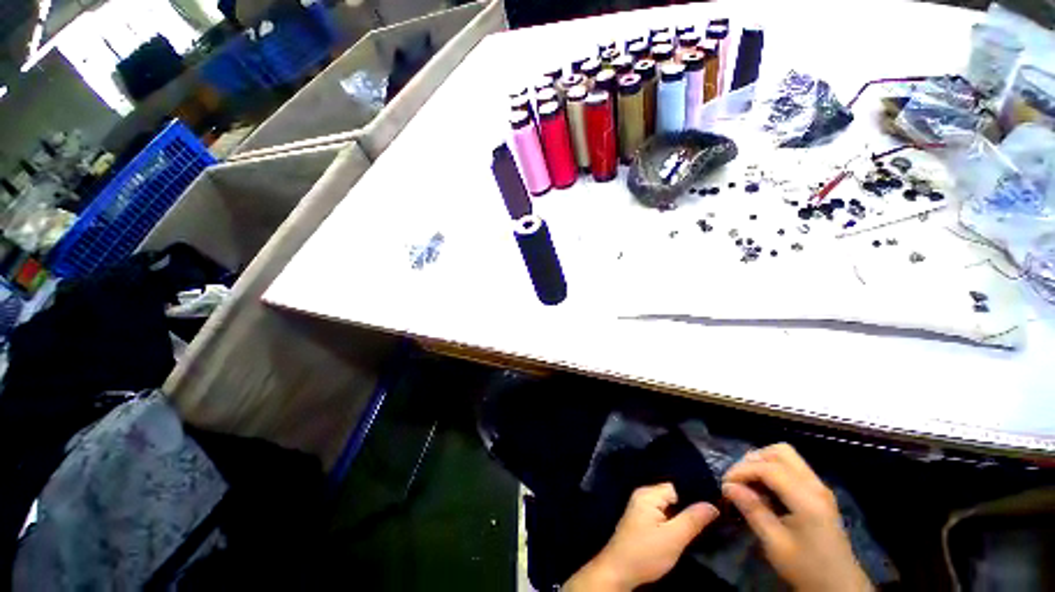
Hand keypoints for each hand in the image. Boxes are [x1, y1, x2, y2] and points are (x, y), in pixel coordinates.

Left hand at [565, 483, 718, 590]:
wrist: (619, 572)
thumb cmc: (645, 553)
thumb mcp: (673, 538)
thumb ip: (692, 519)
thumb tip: (713, 505)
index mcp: (648, 494)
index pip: (676, 486)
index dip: (695, 494)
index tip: (715, 502)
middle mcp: (644, 496)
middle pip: (673, 495)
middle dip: (691, 505)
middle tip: (714, 515)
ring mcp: (642, 509)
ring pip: (669, 507)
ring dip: (684, 515)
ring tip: (706, 521)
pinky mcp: (643, 522)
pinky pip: (664, 515)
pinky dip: (675, 521)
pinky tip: (688, 529)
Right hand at [723, 443, 872, 591]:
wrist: (840, 587)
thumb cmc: (806, 567)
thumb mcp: (775, 544)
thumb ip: (752, 510)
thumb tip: (727, 486)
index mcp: (807, 498)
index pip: (769, 468)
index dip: (742, 470)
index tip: (725, 484)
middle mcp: (815, 485)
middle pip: (780, 452)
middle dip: (754, 460)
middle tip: (738, 479)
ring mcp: (819, 488)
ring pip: (787, 457)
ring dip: (763, 463)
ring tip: (749, 483)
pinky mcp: (819, 494)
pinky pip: (793, 469)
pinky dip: (773, 471)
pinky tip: (765, 491)